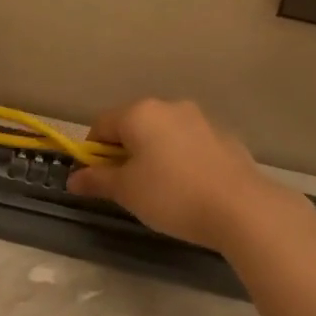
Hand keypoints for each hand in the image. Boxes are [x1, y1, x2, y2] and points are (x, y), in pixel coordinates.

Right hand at [66, 99, 305, 252]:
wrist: (241, 208)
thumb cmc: (172, 195)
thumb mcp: (126, 191)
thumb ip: (97, 180)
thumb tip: (73, 178)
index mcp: (140, 113)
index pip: (101, 125)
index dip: (92, 153)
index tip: (97, 180)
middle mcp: (170, 107)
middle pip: (133, 126)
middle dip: (124, 153)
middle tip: (127, 188)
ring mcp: (201, 120)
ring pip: (163, 134)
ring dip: (153, 155)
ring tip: (160, 191)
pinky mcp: (225, 138)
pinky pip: (189, 145)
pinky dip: (181, 160)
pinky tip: (189, 188)